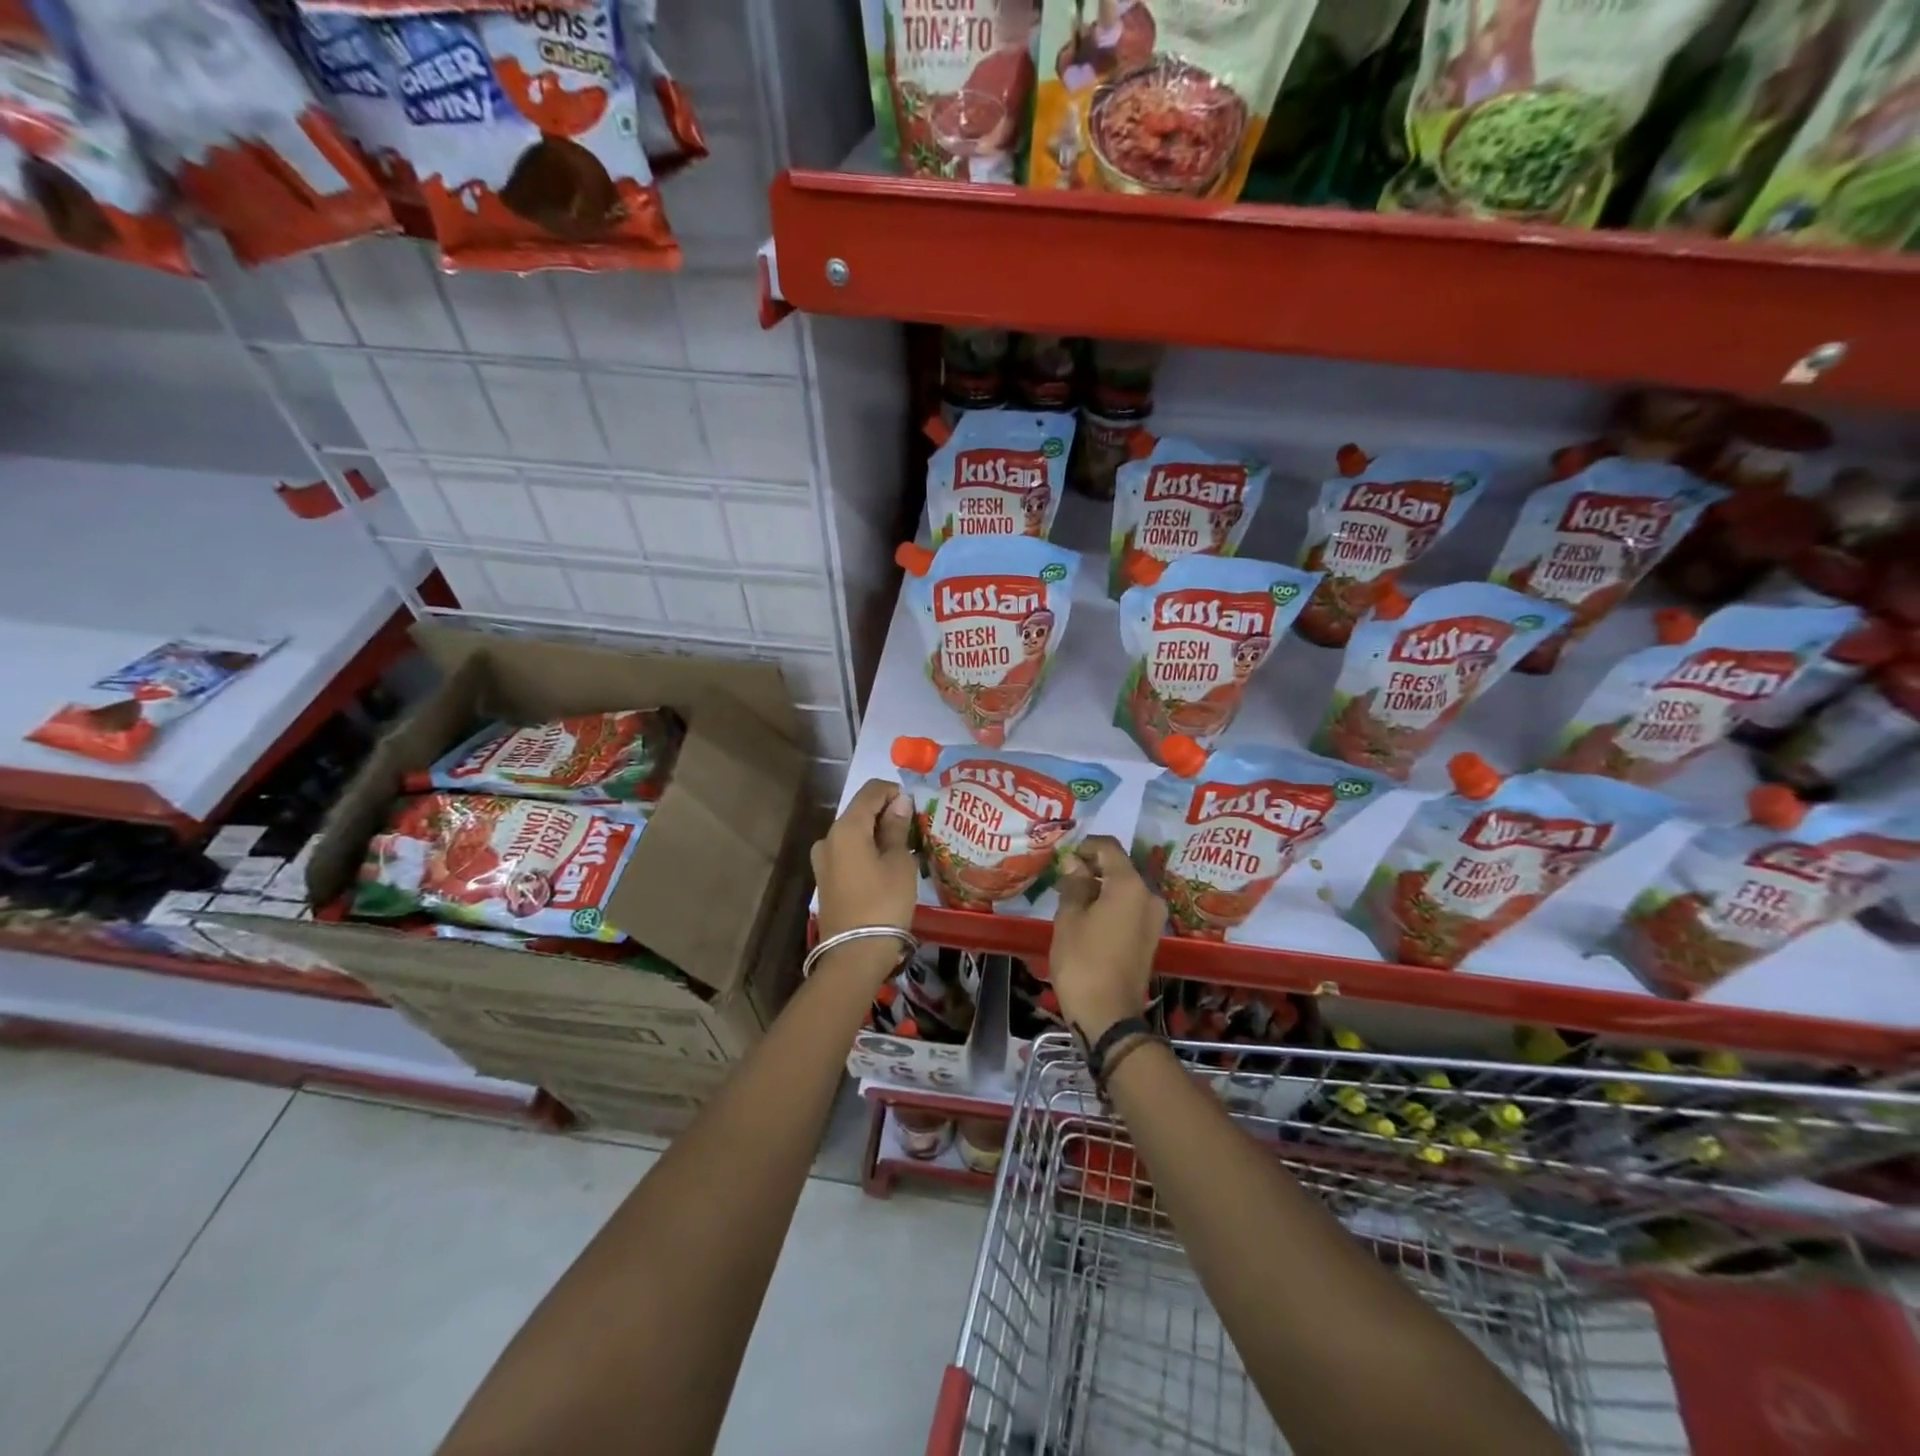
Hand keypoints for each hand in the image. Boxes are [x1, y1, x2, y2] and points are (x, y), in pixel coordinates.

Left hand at [811, 779, 918, 978]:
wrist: (854, 954)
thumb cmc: (884, 903)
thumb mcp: (899, 863)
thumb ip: (897, 828)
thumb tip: (899, 802)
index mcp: (846, 827)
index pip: (871, 791)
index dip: (894, 791)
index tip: (915, 806)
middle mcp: (828, 837)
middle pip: (860, 811)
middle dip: (886, 813)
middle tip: (913, 829)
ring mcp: (822, 859)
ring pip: (853, 832)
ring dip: (876, 832)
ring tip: (902, 849)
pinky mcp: (825, 878)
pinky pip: (847, 851)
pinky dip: (866, 849)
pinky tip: (885, 865)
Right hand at [1049, 837, 1163, 1042]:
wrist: (1108, 1015)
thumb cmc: (1083, 961)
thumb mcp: (1069, 918)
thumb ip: (1074, 884)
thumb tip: (1074, 864)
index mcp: (1130, 885)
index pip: (1109, 848)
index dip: (1085, 846)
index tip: (1064, 855)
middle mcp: (1149, 896)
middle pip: (1120, 867)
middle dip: (1092, 867)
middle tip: (1064, 877)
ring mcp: (1153, 919)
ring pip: (1125, 889)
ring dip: (1101, 887)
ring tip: (1072, 896)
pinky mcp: (1150, 937)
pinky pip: (1130, 908)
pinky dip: (1110, 904)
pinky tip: (1088, 916)